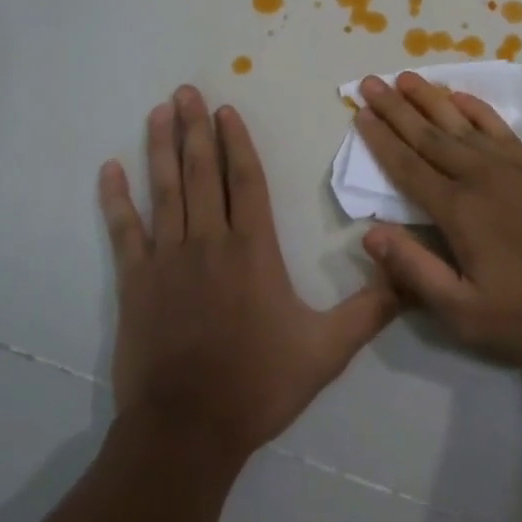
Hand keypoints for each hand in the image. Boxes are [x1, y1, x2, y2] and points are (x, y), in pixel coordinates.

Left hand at [99, 86, 396, 461]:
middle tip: (185, 91)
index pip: (246, 180)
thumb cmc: (258, 384)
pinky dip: (116, 199)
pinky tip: (110, 169)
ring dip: (161, 148)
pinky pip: (124, 230)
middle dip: (195, 128)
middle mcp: (209, 241)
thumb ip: (370, 310)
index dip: (235, 141)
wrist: (187, 430)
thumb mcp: (327, 351)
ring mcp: (168, 258)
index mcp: (253, 249)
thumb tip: (411, 278)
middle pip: (202, 172)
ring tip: (158, 112)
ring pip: (165, 190)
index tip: (224, 110)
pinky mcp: (135, 282)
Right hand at [353, 72, 521, 365]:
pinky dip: (476, 108)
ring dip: (430, 98)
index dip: (380, 139)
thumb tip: (370, 234)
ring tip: (406, 77)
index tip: (360, 113)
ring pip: (460, 123)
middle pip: (427, 134)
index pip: (407, 166)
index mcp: (457, 211)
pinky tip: (462, 97)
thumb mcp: (466, 314)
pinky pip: (498, 126)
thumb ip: (416, 272)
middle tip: (371, 81)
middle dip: (395, 107)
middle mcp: (478, 177)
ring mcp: (511, 166)